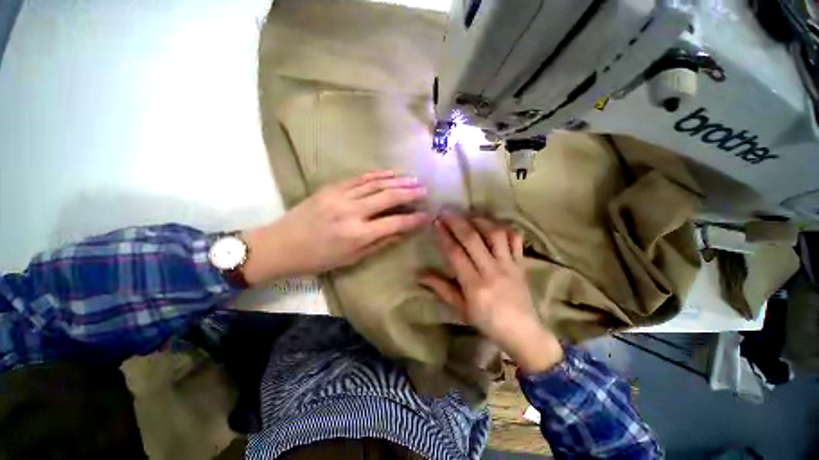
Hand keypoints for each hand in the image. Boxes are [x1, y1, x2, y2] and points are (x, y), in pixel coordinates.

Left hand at [242, 170, 428, 280]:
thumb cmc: (318, 259)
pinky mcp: (331, 187)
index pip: (394, 223)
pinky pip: (359, 178)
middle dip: (410, 192)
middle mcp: (352, 212)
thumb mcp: (351, 259)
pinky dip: (378, 174)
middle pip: (388, 197)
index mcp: (357, 234)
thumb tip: (401, 232)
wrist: (280, 244)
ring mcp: (340, 196)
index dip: (413, 219)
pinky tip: (391, 173)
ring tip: (413, 178)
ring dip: (397, 180)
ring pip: (376, 183)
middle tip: (425, 189)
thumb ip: (379, 244)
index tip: (426, 215)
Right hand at [419, 214, 562, 372]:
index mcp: (474, 285)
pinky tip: (494, 224)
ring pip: (495, 234)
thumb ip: (442, 289)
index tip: (436, 223)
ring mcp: (509, 264)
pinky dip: (505, 228)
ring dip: (480, 220)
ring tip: (468, 214)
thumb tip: (420, 275)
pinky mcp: (521, 263)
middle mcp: (492, 270)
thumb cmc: (487, 322)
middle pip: (473, 239)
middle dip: (457, 222)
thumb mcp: (461, 308)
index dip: (444, 236)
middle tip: (446, 212)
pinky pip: (515, 240)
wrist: (523, 332)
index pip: (455, 253)